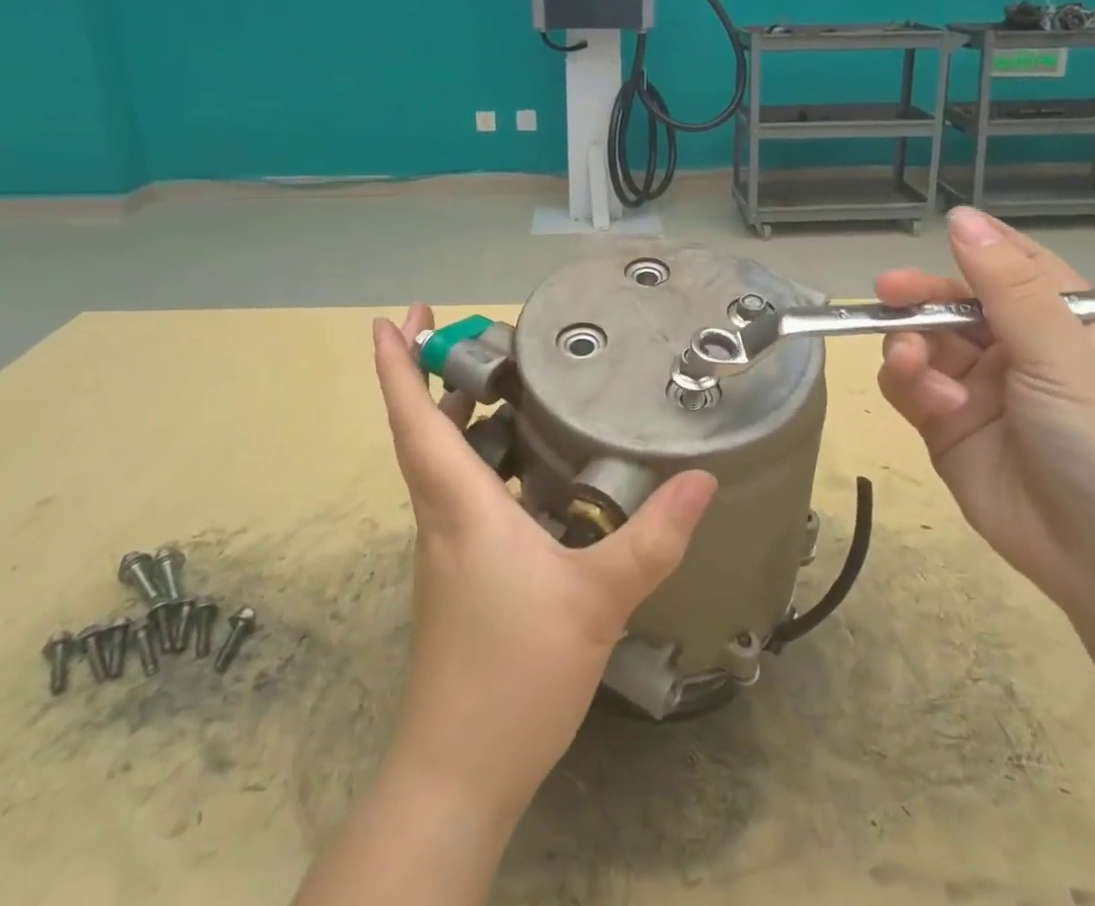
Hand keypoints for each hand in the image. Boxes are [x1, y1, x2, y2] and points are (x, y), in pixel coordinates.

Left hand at [371, 311, 717, 816]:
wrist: (459, 773)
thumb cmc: (513, 673)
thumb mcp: (597, 600)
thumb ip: (652, 538)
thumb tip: (703, 478)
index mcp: (460, 505)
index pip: (416, 420)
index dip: (399, 367)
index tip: (390, 320)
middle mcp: (443, 516)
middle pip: (423, 431)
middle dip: (431, 374)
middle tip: (465, 331)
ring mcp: (447, 548)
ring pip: (442, 462)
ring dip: (457, 415)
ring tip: (502, 382)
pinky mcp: (460, 574)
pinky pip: (462, 493)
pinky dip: (481, 458)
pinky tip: (527, 464)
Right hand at [875, 208, 1094, 618]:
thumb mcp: (1065, 357)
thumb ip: (1008, 287)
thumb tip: (962, 217)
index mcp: (1066, 320)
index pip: (1014, 264)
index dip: (975, 249)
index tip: (935, 239)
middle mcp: (1021, 346)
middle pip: (955, 300)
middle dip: (922, 298)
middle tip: (888, 295)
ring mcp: (980, 386)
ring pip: (923, 341)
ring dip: (911, 347)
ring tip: (914, 368)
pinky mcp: (947, 424)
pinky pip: (909, 385)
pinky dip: (909, 386)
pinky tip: (931, 403)